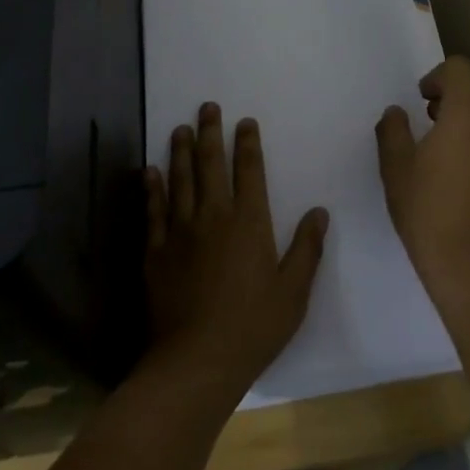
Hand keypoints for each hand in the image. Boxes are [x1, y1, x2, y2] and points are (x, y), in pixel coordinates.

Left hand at [144, 104, 327, 401]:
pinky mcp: (156, 252)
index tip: (245, 122)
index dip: (247, 144)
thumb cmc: (253, 327)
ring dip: (180, 151)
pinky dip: (152, 188)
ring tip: (180, 128)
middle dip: (209, 132)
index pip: (249, 171)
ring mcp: (180, 232)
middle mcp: (213, 216)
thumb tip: (319, 211)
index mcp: (249, 222)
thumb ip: (307, 249)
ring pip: (180, 180)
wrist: (196, 361)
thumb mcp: (293, 292)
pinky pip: (153, 211)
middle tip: (207, 107)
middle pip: (210, 164)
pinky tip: (150, 171)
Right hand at [376, 55, 469, 293]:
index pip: (462, 68)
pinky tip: (464, 167)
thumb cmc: (429, 212)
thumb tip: (396, 113)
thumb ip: (393, 132)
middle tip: (440, 112)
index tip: (422, 98)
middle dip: (468, 87)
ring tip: (449, 141)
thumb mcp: (396, 170)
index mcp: (466, 115)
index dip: (440, 74)